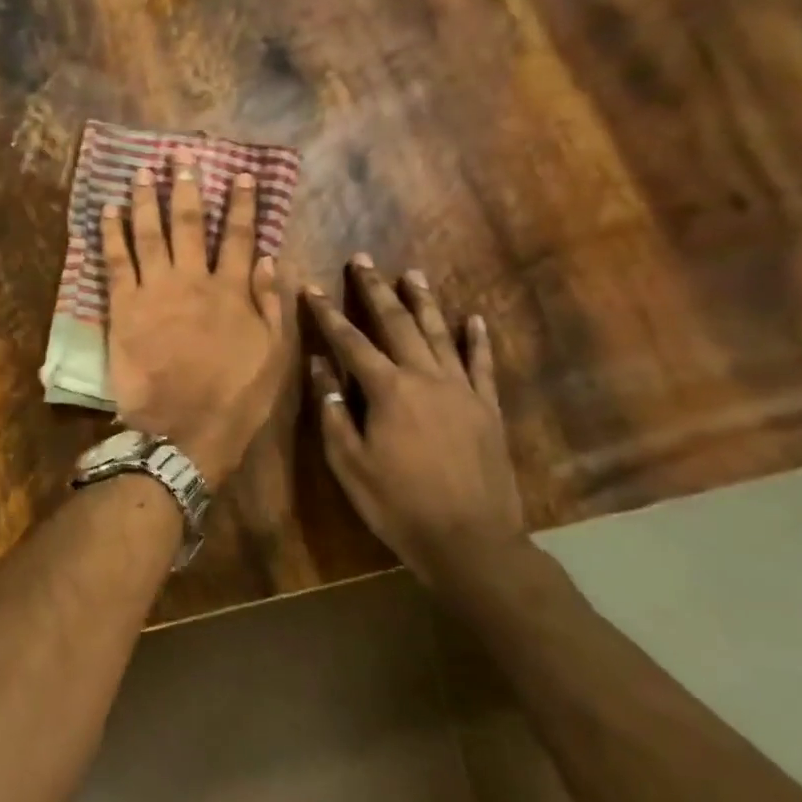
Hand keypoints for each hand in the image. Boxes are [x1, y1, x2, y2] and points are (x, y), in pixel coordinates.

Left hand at [104, 155, 285, 487]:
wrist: (183, 430)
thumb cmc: (234, 398)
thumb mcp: (272, 355)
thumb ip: (271, 304)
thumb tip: (267, 259)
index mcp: (232, 291)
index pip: (237, 236)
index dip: (241, 204)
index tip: (241, 175)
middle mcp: (193, 280)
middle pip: (188, 224)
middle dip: (186, 187)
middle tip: (181, 158)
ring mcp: (155, 291)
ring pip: (149, 233)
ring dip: (146, 198)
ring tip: (143, 170)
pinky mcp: (123, 307)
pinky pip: (115, 261)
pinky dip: (111, 233)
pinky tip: (108, 210)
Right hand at [301, 257, 528, 590]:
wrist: (469, 540)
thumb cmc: (396, 503)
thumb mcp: (348, 462)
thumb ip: (332, 411)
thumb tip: (319, 367)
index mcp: (388, 391)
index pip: (351, 343)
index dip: (328, 315)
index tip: (313, 288)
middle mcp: (426, 378)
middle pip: (398, 325)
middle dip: (376, 291)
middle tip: (364, 260)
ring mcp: (463, 391)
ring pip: (441, 335)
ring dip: (424, 302)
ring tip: (412, 274)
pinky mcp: (488, 409)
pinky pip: (483, 365)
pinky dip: (478, 340)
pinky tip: (474, 319)